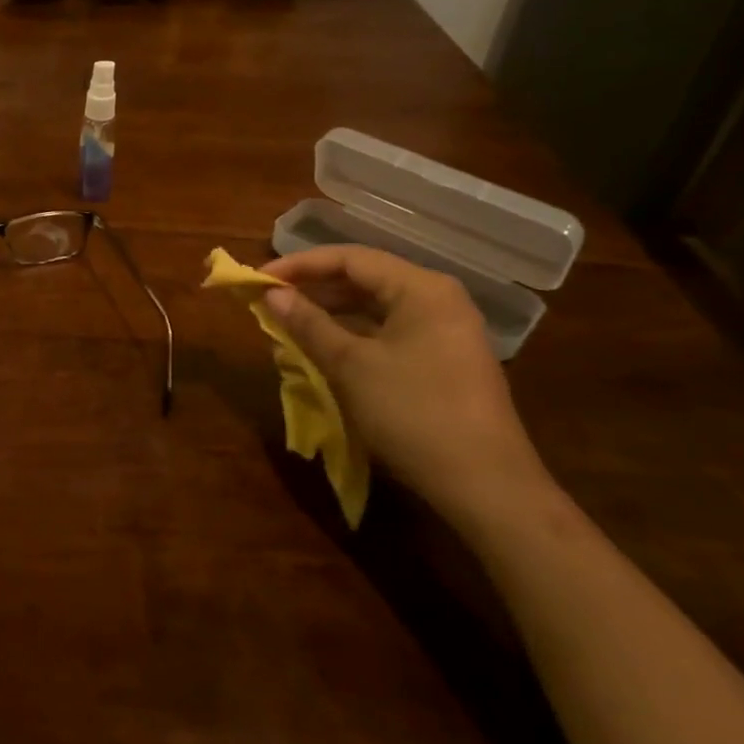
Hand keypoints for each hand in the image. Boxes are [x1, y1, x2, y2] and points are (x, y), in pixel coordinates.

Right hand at [260, 245, 550, 522]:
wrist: (485, 485)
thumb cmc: (414, 413)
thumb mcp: (351, 365)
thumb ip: (309, 324)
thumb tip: (271, 294)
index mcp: (421, 288)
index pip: (350, 258)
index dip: (300, 265)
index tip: (258, 278)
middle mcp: (437, 299)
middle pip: (364, 278)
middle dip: (314, 288)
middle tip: (269, 300)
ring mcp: (445, 330)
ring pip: (375, 306)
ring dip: (331, 312)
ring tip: (289, 323)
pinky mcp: (444, 359)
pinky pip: (389, 331)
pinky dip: (353, 334)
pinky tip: (325, 349)